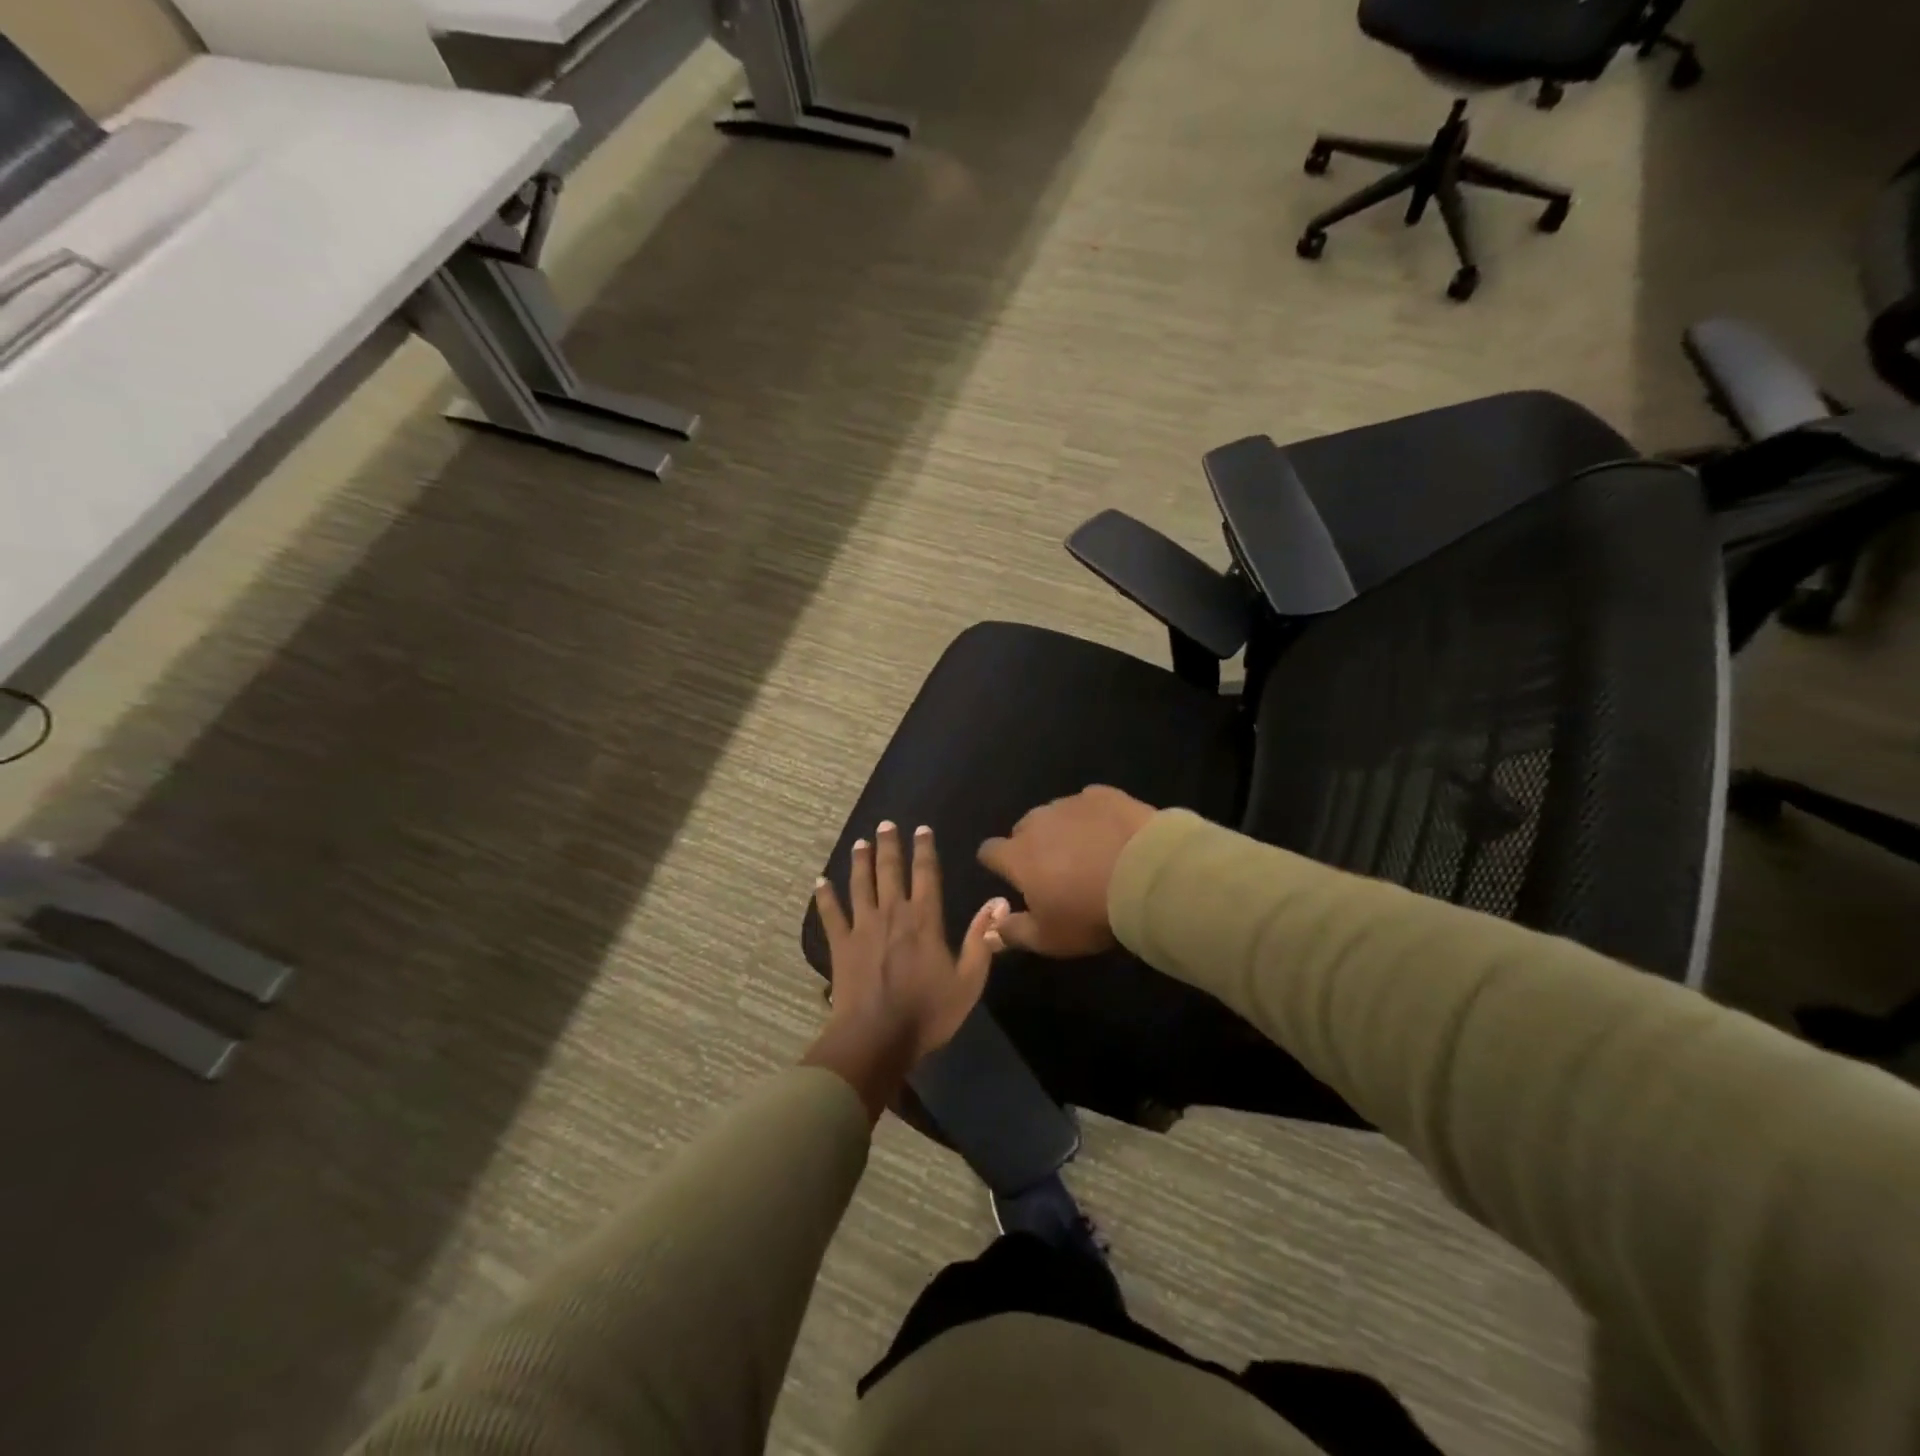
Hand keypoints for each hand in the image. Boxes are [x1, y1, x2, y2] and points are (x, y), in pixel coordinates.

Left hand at [806, 822, 1003, 1118]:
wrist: (876, 1039)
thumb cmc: (927, 1013)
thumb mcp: (968, 981)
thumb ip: (982, 939)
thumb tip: (999, 901)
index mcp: (925, 920)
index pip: (927, 874)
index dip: (925, 850)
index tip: (921, 829)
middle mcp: (893, 913)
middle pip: (890, 871)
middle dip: (889, 846)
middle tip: (885, 824)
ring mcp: (863, 927)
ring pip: (861, 885)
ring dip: (861, 862)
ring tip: (860, 842)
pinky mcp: (841, 945)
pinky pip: (830, 914)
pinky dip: (824, 897)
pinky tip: (819, 882)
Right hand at [976, 786, 1156, 957]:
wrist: (1146, 876)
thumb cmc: (1089, 912)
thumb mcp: (1049, 938)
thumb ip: (1014, 932)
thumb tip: (993, 929)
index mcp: (1017, 856)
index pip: (989, 851)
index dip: (997, 863)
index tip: (1012, 876)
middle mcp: (1037, 822)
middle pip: (1023, 830)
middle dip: (1033, 846)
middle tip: (1057, 871)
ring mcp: (1071, 804)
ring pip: (1056, 815)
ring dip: (1064, 831)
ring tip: (1089, 852)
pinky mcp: (1103, 795)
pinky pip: (1089, 804)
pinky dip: (1094, 817)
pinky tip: (1112, 834)